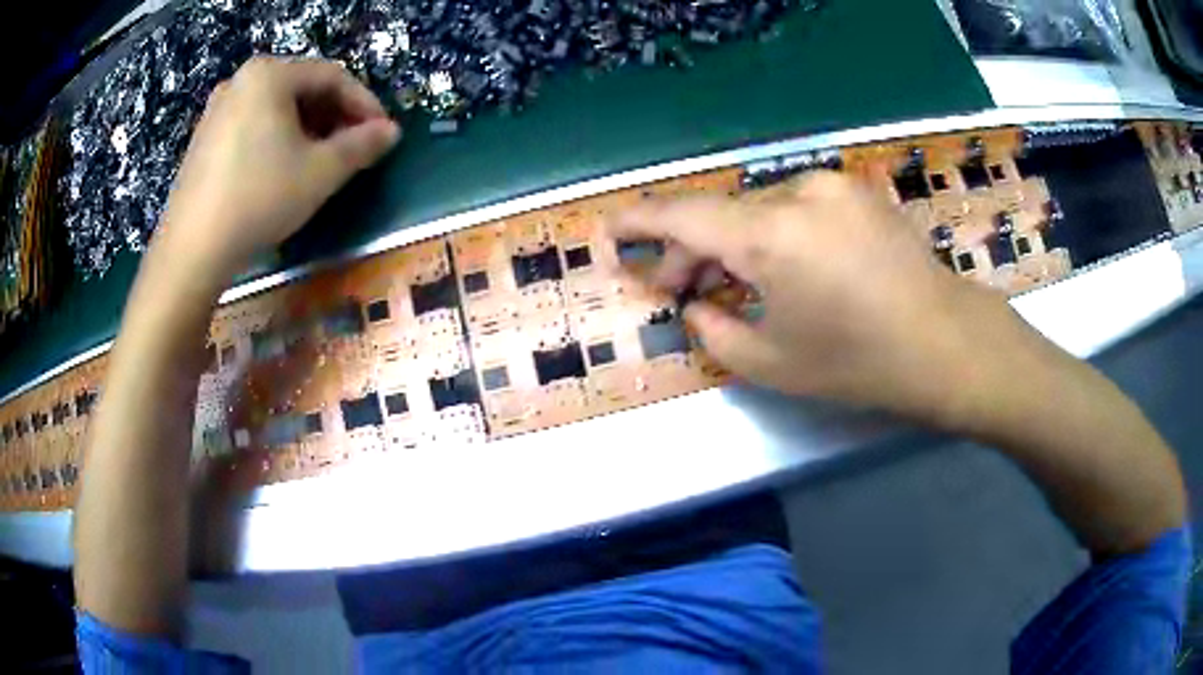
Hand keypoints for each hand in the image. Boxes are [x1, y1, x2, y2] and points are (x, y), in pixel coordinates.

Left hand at [157, 57, 399, 283]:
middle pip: (302, 88)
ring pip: (276, 108)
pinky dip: (276, 138)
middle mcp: (241, 80)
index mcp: (270, 74)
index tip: (383, 133)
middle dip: (334, 116)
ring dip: (307, 128)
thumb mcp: (321, 172)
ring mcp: (217, 109)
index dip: (364, 103)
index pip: (332, 76)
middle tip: (353, 148)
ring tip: (321, 160)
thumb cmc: (259, 198)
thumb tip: (391, 131)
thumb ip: (362, 145)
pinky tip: (282, 168)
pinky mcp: (203, 138)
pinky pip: (252, 125)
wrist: (191, 250)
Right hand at [607, 172, 1051, 428]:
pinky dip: (773, 235)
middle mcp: (796, 194)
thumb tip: (696, 303)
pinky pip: (794, 209)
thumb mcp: (772, 363)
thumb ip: (714, 330)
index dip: (639, 222)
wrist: (946, 344)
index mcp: (770, 235)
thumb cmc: (859, 362)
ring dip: (735, 244)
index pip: (682, 216)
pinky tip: (779, 268)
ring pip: (759, 211)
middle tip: (679, 290)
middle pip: (722, 215)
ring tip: (729, 284)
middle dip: (691, 252)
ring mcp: (831, 188)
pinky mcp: (855, 193)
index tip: (609, 231)